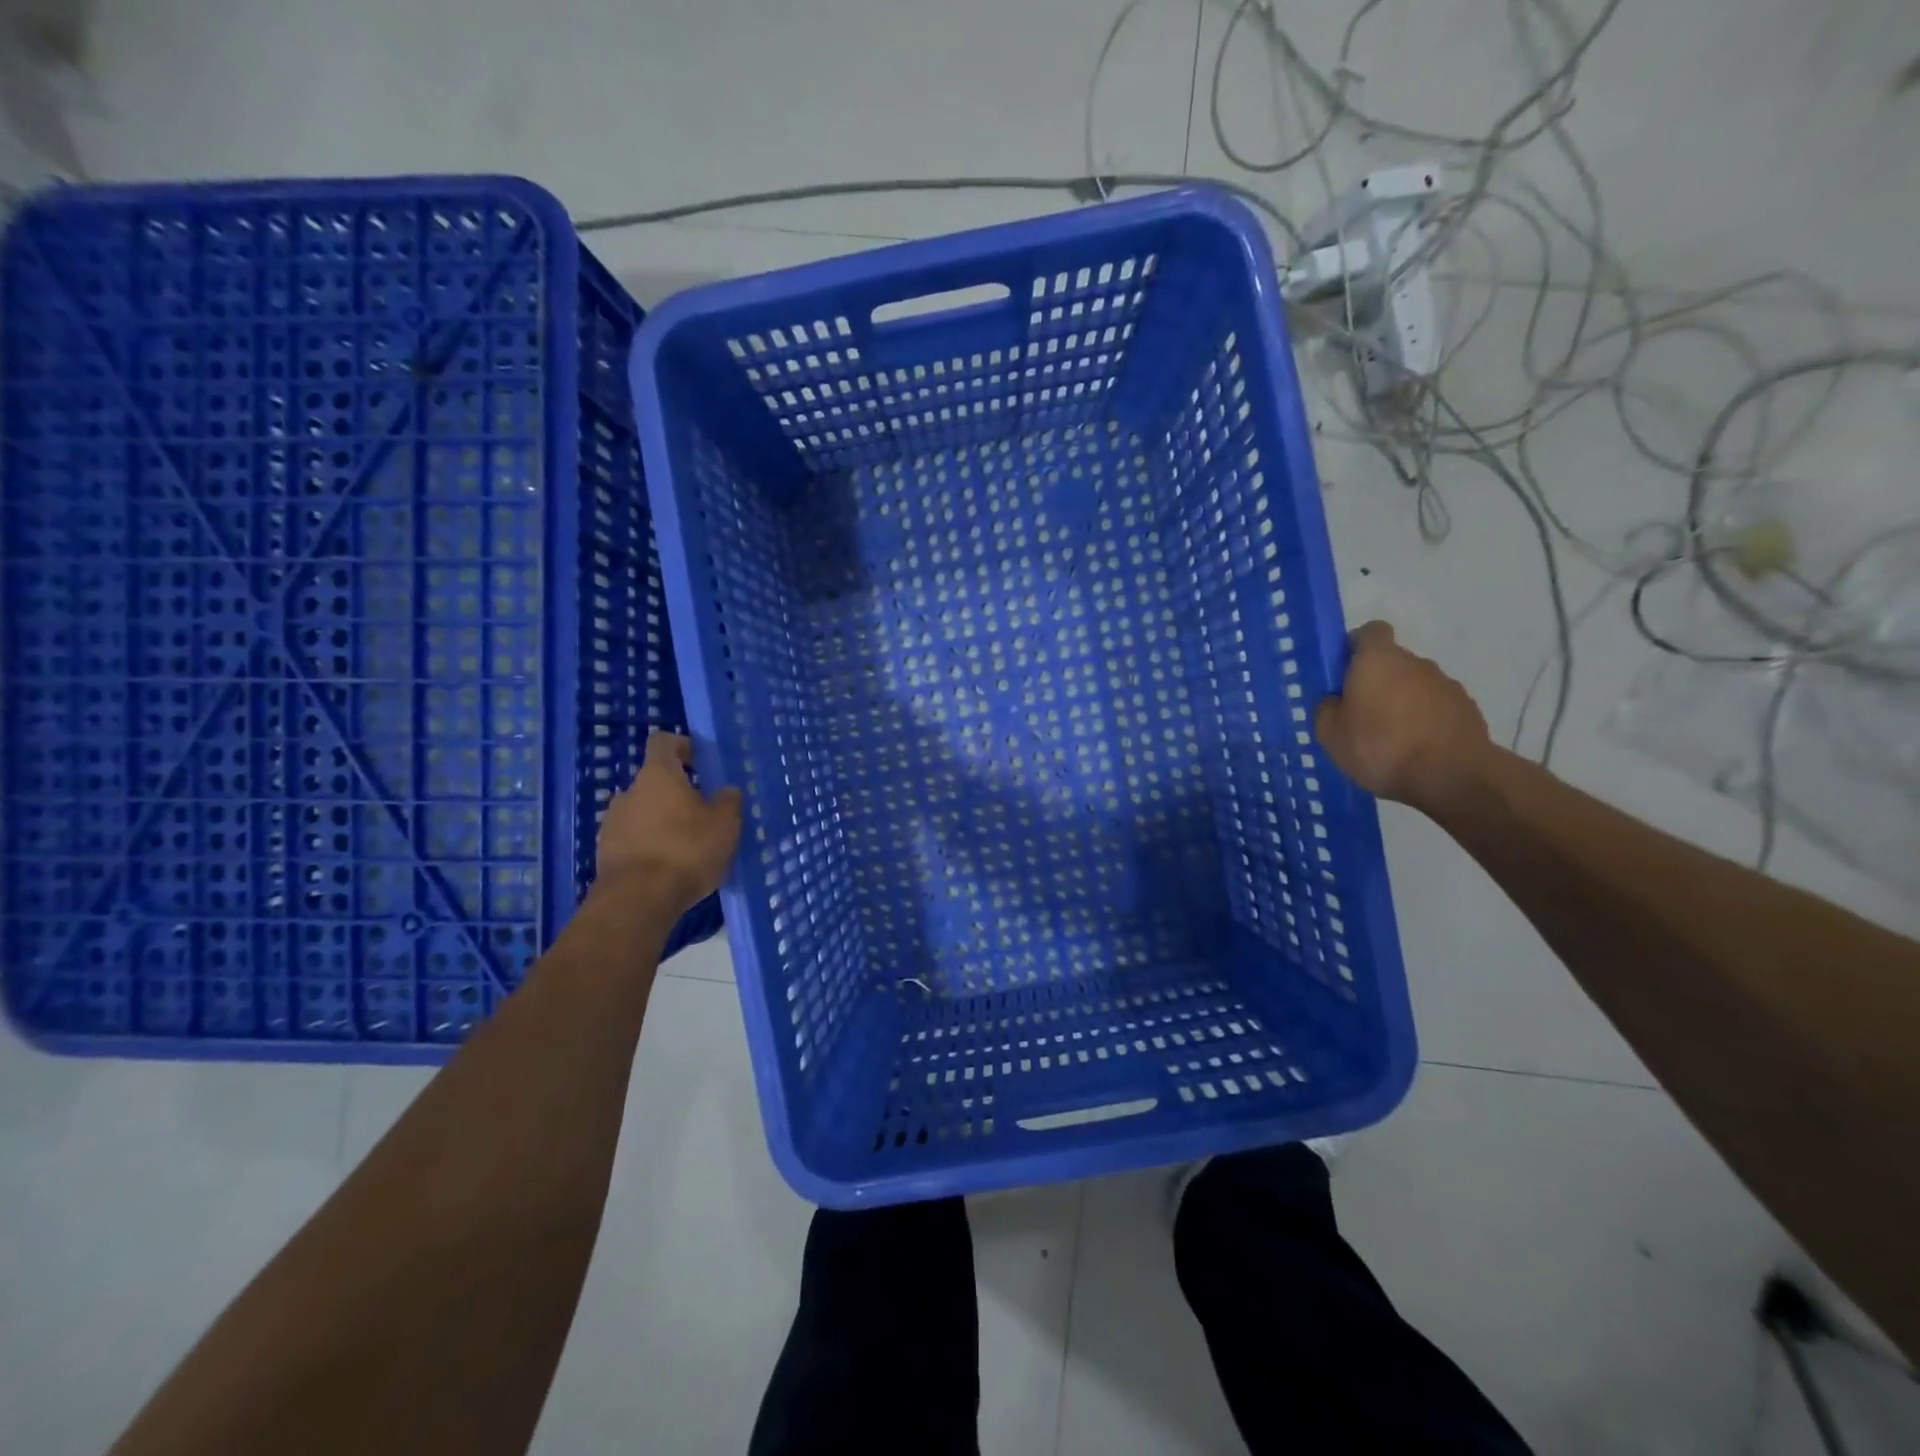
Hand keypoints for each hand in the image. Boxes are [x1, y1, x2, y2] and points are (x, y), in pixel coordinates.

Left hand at [594, 732, 742, 913]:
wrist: (638, 900)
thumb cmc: (686, 850)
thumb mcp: (725, 825)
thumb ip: (728, 802)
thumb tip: (726, 791)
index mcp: (658, 775)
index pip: (663, 742)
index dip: (682, 746)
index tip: (700, 761)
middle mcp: (629, 792)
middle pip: (654, 781)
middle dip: (677, 792)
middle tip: (703, 813)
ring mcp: (612, 823)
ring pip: (643, 811)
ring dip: (662, 820)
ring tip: (687, 844)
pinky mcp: (605, 853)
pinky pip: (633, 838)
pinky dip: (650, 844)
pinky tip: (668, 866)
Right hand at [1315, 621, 1492, 810]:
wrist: (1453, 777)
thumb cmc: (1381, 747)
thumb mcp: (1330, 734)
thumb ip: (1327, 709)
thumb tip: (1335, 701)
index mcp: (1378, 659)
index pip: (1370, 632)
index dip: (1354, 646)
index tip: (1342, 672)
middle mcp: (1415, 663)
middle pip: (1391, 663)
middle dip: (1375, 683)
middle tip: (1358, 716)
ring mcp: (1446, 685)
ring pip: (1413, 687)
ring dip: (1400, 704)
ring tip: (1388, 740)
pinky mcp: (1466, 710)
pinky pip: (1435, 708)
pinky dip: (1423, 722)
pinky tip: (1413, 751)